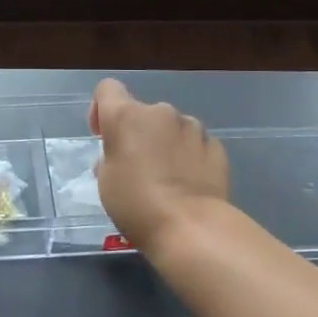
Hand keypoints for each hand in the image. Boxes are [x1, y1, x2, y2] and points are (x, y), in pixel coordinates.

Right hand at [89, 79, 230, 251]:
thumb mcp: (106, 182)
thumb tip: (121, 157)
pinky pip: (194, 144)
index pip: (107, 89)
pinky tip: (189, 184)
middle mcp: (160, 112)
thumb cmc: (137, 204)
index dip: (101, 109)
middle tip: (136, 168)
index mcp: (126, 116)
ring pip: (171, 127)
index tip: (103, 136)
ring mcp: (192, 127)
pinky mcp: (216, 146)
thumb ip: (110, 158)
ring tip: (167, 178)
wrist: (193, 228)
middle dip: (138, 133)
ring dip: (165, 143)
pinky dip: (188, 156)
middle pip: (142, 112)